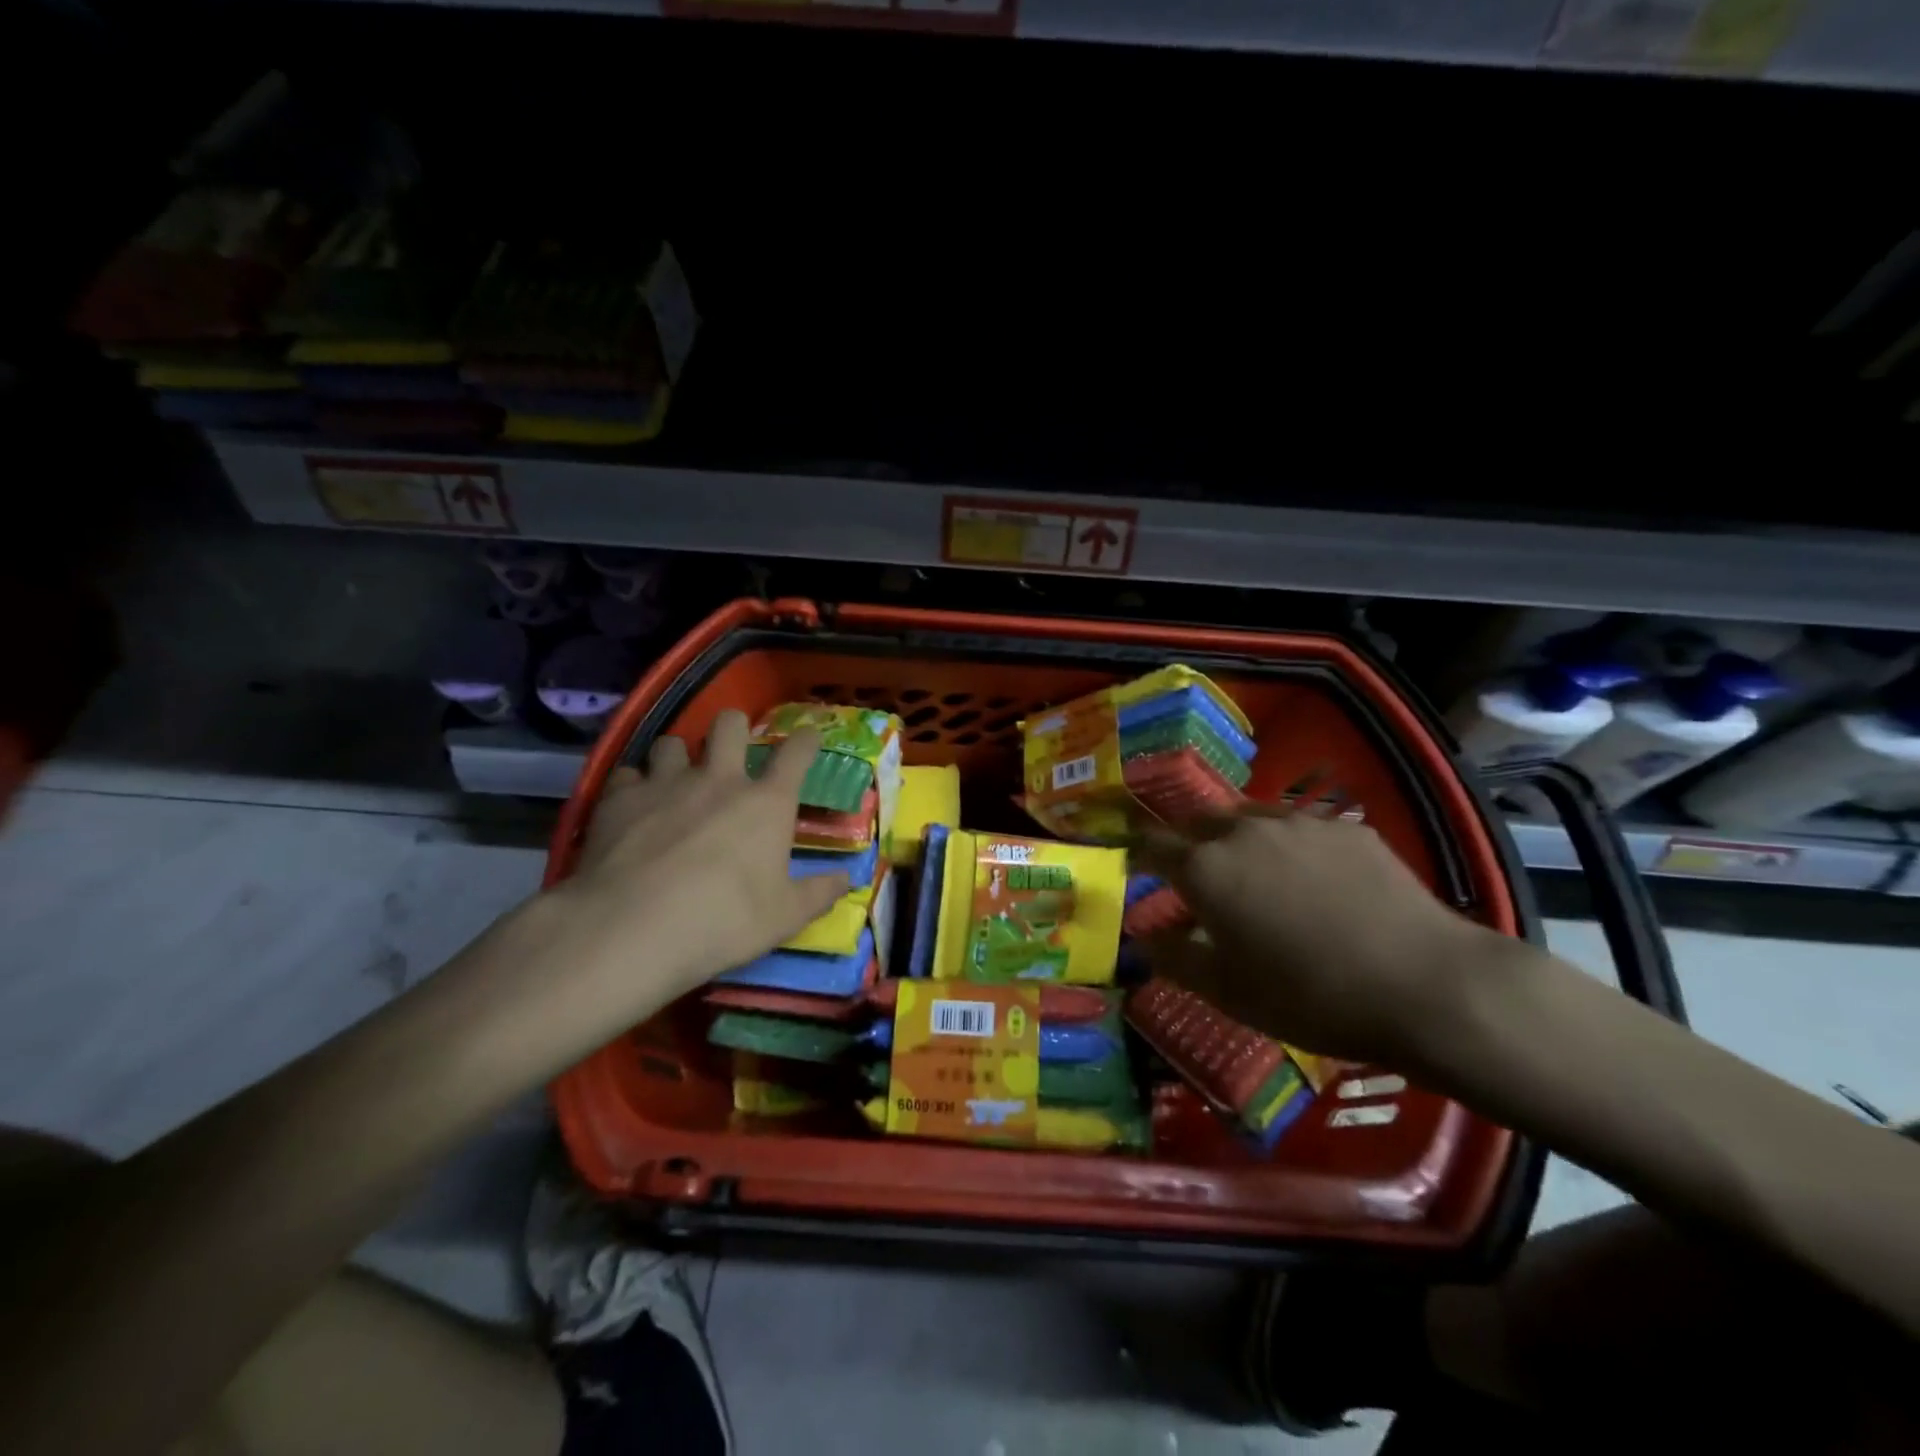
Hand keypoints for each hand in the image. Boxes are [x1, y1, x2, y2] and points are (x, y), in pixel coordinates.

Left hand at [500, 710, 848, 1047]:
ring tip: (676, 779)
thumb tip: (847, 879)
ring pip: (672, 742)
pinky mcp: (619, 798)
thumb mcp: (784, 918)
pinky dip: (634, 786)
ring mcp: (665, 783)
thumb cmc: (723, 921)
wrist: (633, 927)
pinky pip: (628, 774)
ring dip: (679, 756)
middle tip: (732, 749)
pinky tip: (632, 807)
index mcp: (766, 803)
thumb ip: (818, 894)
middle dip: (735, 728)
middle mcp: (718, 780)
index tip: (809, 737)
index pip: (796, 754)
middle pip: (729, 724)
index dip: (806, 740)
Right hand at [1137, 806, 1497, 1066]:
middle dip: (1185, 843)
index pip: (1151, 845)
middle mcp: (1243, 830)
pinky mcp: (1346, 827)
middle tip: (1193, 876)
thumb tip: (1143, 938)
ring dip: (1235, 840)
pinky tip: (1312, 881)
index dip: (1137, 856)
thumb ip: (1174, 958)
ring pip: (1248, 818)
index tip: (1134, 869)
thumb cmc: (1310, 996)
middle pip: (1197, 822)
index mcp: (1205, 868)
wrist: (1426, 985)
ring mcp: (1299, 822)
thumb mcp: (1227, 992)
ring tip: (1251, 874)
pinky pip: (1299, 828)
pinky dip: (1287, 846)